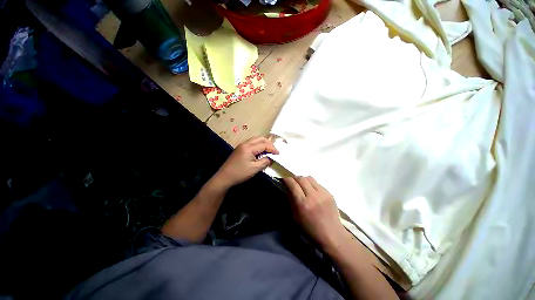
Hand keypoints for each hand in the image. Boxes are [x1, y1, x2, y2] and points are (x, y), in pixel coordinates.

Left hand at [214, 137, 278, 188]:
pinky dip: (258, 146)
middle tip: (274, 151)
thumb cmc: (240, 173)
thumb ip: (265, 161)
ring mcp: (241, 146)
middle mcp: (245, 143)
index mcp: (248, 147)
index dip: (272, 148)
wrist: (224, 177)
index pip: (264, 144)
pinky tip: (260, 152)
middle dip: (268, 144)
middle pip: (260, 139)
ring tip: (269, 151)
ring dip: (263, 144)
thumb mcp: (254, 168)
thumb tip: (271, 158)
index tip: (278, 154)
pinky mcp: (240, 149)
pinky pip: (251, 144)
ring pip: (255, 140)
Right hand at [283, 176, 345, 247]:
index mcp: (303, 203)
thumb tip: (288, 189)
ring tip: (301, 184)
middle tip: (291, 181)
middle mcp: (313, 196)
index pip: (293, 184)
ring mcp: (322, 193)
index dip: (286, 180)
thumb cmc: (310, 229)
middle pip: (301, 178)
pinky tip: (311, 190)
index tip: (283, 180)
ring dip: (303, 179)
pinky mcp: (329, 193)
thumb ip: (291, 200)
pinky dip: (311, 184)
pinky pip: (317, 183)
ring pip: (309, 178)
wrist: (332, 234)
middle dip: (294, 178)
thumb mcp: (295, 217)